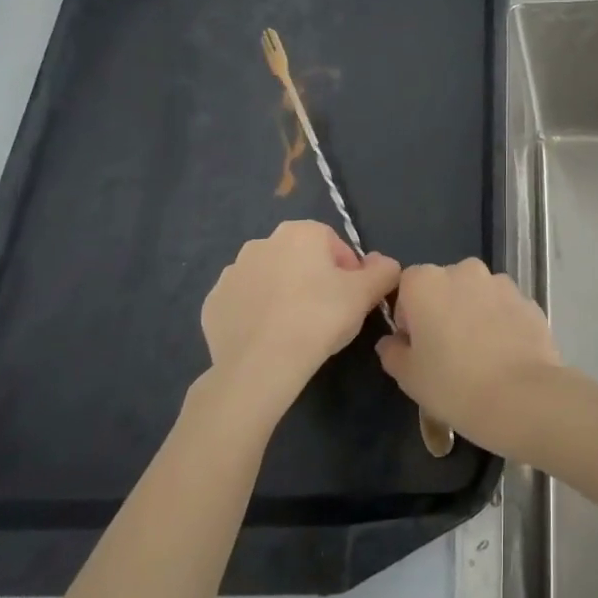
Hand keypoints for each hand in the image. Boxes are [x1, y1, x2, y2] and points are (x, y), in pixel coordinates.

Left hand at [199, 220, 399, 420]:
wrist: (260, 365)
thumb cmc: (319, 319)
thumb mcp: (366, 294)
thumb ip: (384, 270)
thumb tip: (384, 263)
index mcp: (300, 232)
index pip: (334, 245)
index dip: (349, 272)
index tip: (352, 300)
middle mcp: (262, 242)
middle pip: (301, 260)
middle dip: (315, 281)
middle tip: (327, 316)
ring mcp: (232, 272)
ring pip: (271, 280)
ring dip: (285, 296)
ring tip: (297, 330)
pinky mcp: (213, 303)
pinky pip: (244, 303)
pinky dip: (257, 315)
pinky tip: (270, 339)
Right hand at [376, 260, 561, 455]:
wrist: (522, 397)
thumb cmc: (454, 385)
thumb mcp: (409, 377)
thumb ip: (392, 352)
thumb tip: (392, 342)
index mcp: (426, 282)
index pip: (407, 286)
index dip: (408, 316)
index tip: (417, 345)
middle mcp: (463, 271)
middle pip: (444, 285)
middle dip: (442, 310)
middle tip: (447, 351)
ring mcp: (500, 282)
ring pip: (477, 294)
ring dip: (473, 313)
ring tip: (480, 355)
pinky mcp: (528, 299)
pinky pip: (504, 307)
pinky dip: (500, 322)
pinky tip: (504, 355)